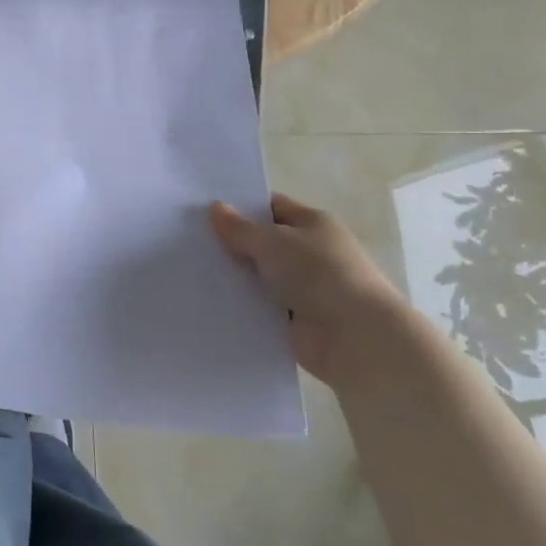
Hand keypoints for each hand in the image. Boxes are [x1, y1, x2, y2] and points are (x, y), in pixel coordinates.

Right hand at [209, 194, 416, 386]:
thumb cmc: (318, 274)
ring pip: (260, 277)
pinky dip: (243, 306)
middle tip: (189, 241)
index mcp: (313, 224)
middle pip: (264, 243)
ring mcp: (305, 288)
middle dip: (232, 244)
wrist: (356, 338)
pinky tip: (210, 302)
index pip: (272, 207)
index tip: (204, 211)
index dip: (241, 207)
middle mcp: (311, 253)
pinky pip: (262, 307)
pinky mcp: (296, 320)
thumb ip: (240, 228)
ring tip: (191, 271)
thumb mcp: (272, 242)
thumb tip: (216, 208)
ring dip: (236, 278)